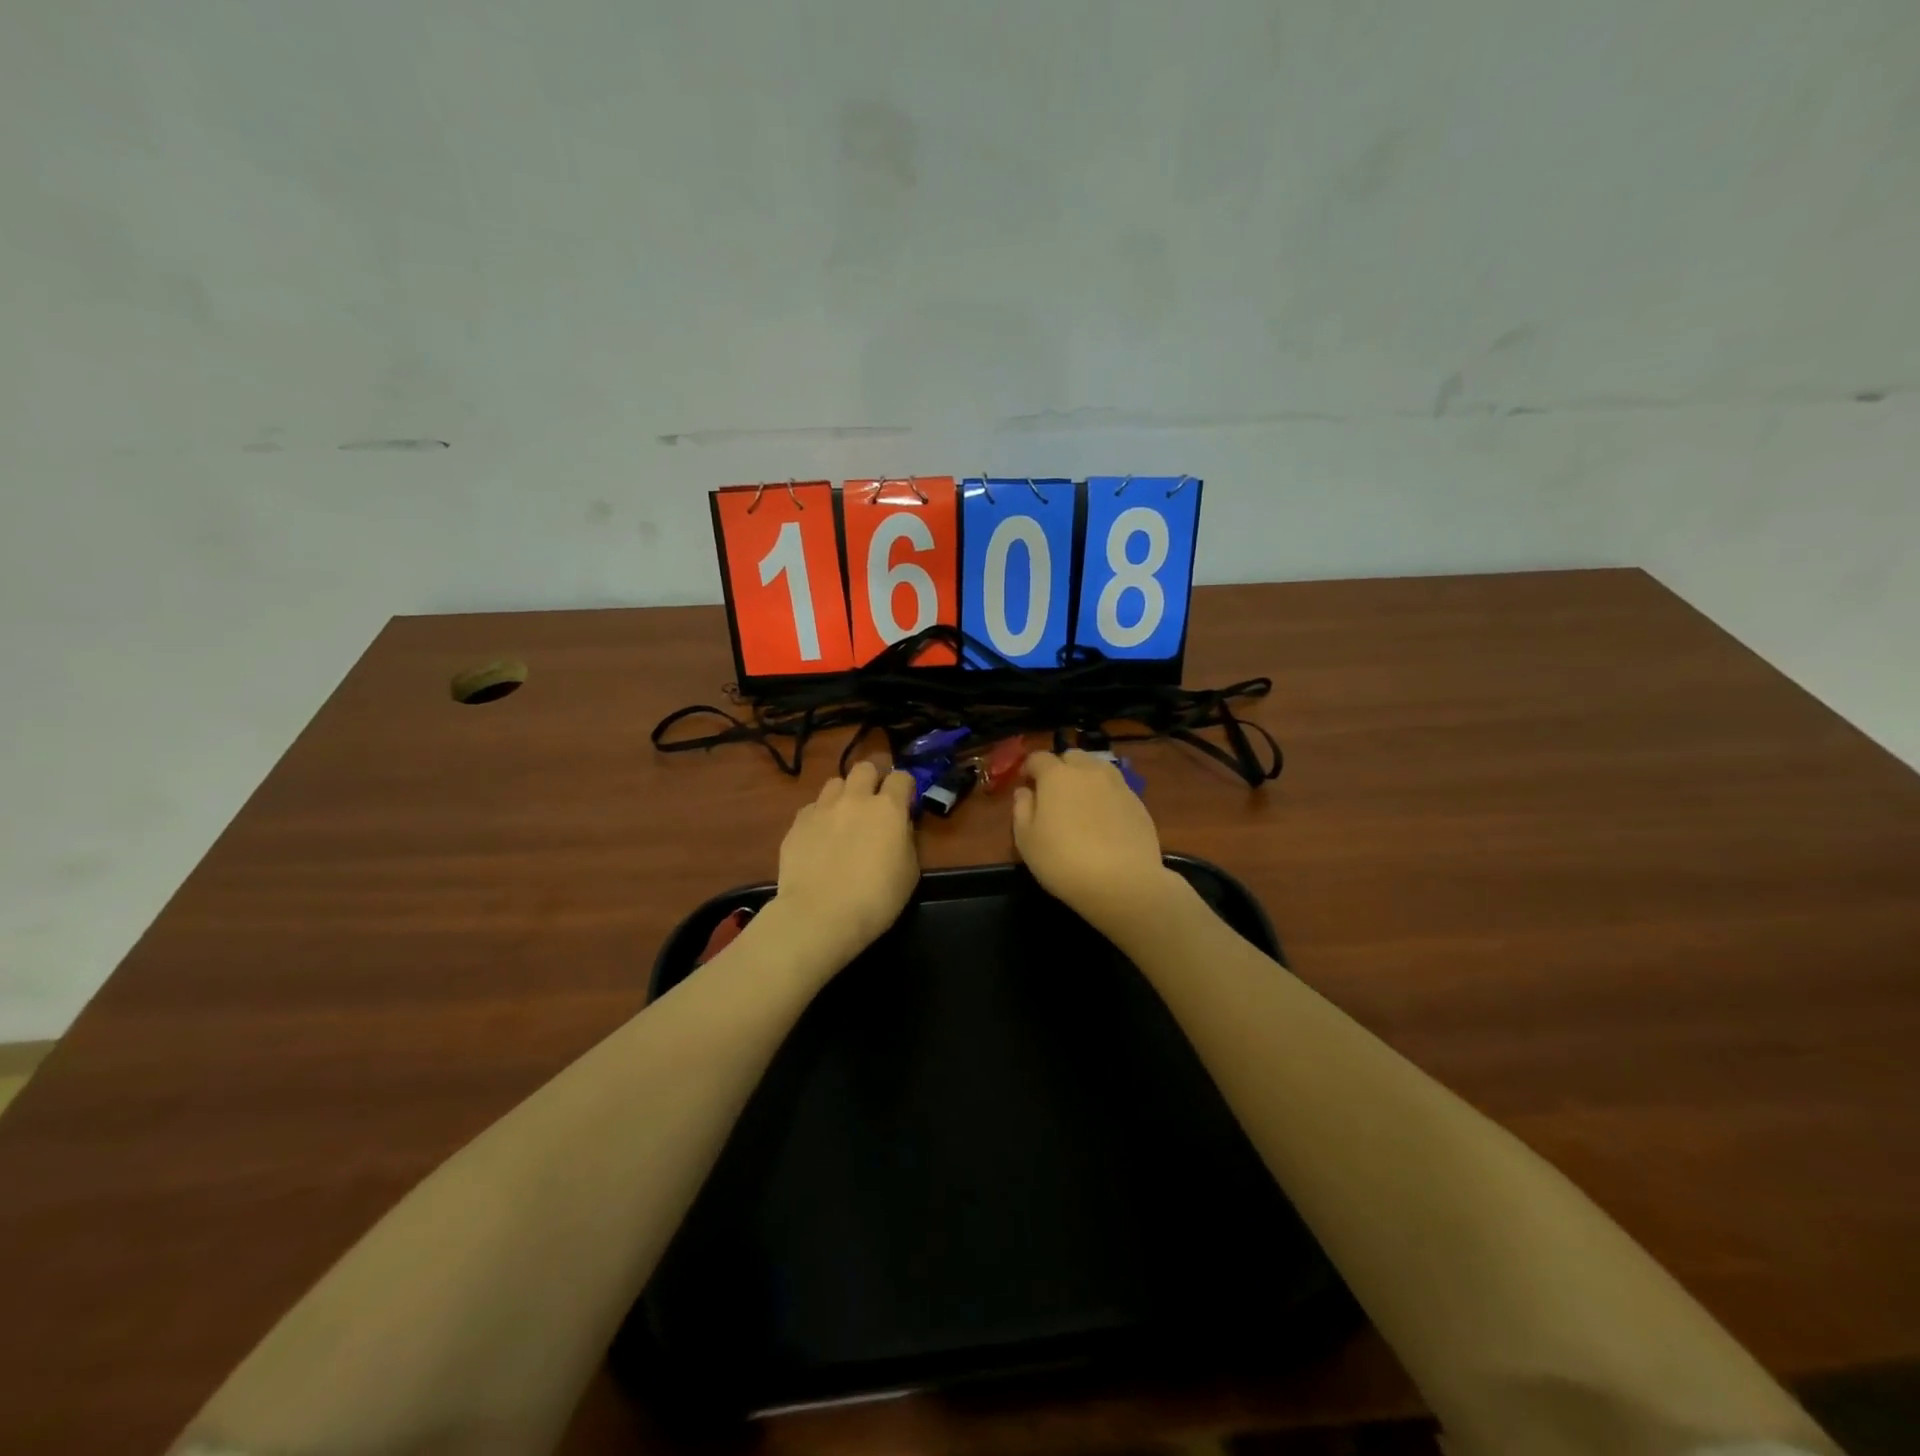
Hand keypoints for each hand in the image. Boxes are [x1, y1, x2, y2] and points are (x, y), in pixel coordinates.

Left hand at [772, 760, 919, 969]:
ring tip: (843, 819)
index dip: (905, 788)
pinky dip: (819, 817)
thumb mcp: (909, 872)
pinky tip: (819, 839)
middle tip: (873, 804)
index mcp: (888, 808)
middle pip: (865, 768)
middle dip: (872, 780)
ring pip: (835, 783)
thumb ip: (905, 840)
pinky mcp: (797, 823)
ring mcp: (822, 808)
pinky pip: (812, 808)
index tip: (905, 804)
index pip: (902, 777)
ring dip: (844, 795)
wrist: (820, 915)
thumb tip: (898, 827)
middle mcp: (855, 799)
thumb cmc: (875, 899)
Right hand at [1013, 750, 1180, 935]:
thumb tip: (1025, 791)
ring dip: (1085, 777)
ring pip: (1098, 768)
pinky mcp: (1138, 803)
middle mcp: (1089, 771)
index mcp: (1057, 775)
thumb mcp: (1026, 840)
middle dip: (1060, 768)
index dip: (1029, 768)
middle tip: (1054, 793)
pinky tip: (1104, 820)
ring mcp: (1118, 785)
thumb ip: (1022, 809)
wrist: (1123, 882)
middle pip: (1072, 757)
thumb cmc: (1063, 861)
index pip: (1039, 758)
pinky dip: (1106, 795)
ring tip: (1081, 803)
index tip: (1026, 783)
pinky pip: (1116, 789)